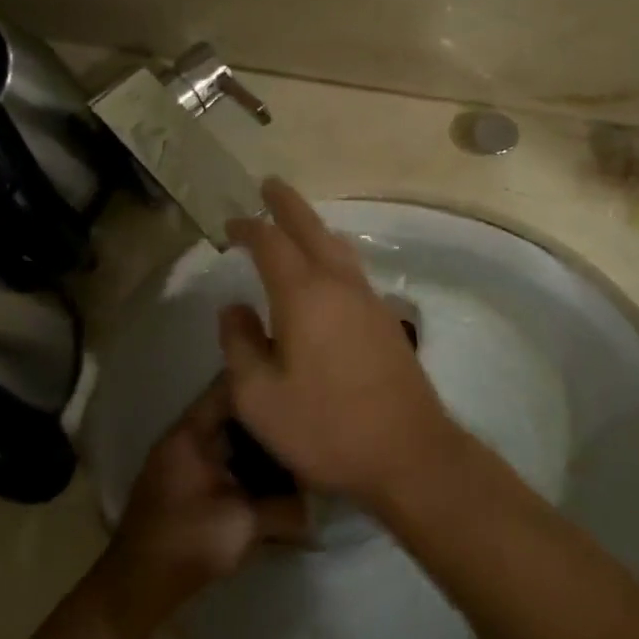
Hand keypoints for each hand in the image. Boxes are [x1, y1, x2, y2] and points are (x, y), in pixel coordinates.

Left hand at [97, 378, 306, 635]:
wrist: (137, 585)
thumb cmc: (189, 541)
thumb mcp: (245, 523)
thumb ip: (286, 509)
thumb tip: (317, 508)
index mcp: (191, 432)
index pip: (227, 386)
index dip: (260, 378)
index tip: (293, 379)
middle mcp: (183, 438)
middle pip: (229, 412)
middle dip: (265, 415)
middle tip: (302, 417)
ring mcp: (181, 461)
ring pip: (225, 438)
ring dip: (254, 442)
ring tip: (293, 445)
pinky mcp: (183, 484)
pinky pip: (219, 459)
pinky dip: (242, 463)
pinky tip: (270, 477)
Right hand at [219, 180, 459, 506]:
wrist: (409, 454)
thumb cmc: (326, 427)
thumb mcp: (259, 397)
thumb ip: (239, 346)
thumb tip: (234, 308)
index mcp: (304, 295)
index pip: (271, 243)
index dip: (248, 228)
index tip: (229, 224)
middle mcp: (340, 285)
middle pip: (311, 229)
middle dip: (287, 205)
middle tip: (269, 185)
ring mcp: (369, 301)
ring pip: (338, 247)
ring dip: (313, 228)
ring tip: (296, 223)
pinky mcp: (387, 321)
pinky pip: (352, 270)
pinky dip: (332, 254)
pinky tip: (327, 272)